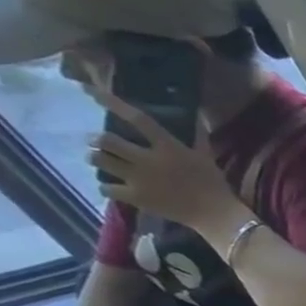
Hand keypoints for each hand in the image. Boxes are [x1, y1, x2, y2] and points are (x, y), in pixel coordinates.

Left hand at [85, 86, 238, 233]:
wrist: (215, 213)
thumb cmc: (213, 183)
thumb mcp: (207, 156)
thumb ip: (198, 136)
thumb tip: (197, 115)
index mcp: (168, 147)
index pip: (138, 119)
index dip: (113, 103)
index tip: (90, 92)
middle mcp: (148, 160)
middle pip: (107, 141)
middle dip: (97, 139)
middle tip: (98, 142)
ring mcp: (139, 179)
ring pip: (100, 161)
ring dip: (96, 158)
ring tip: (99, 160)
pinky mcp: (136, 197)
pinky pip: (106, 188)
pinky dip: (106, 186)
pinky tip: (111, 186)